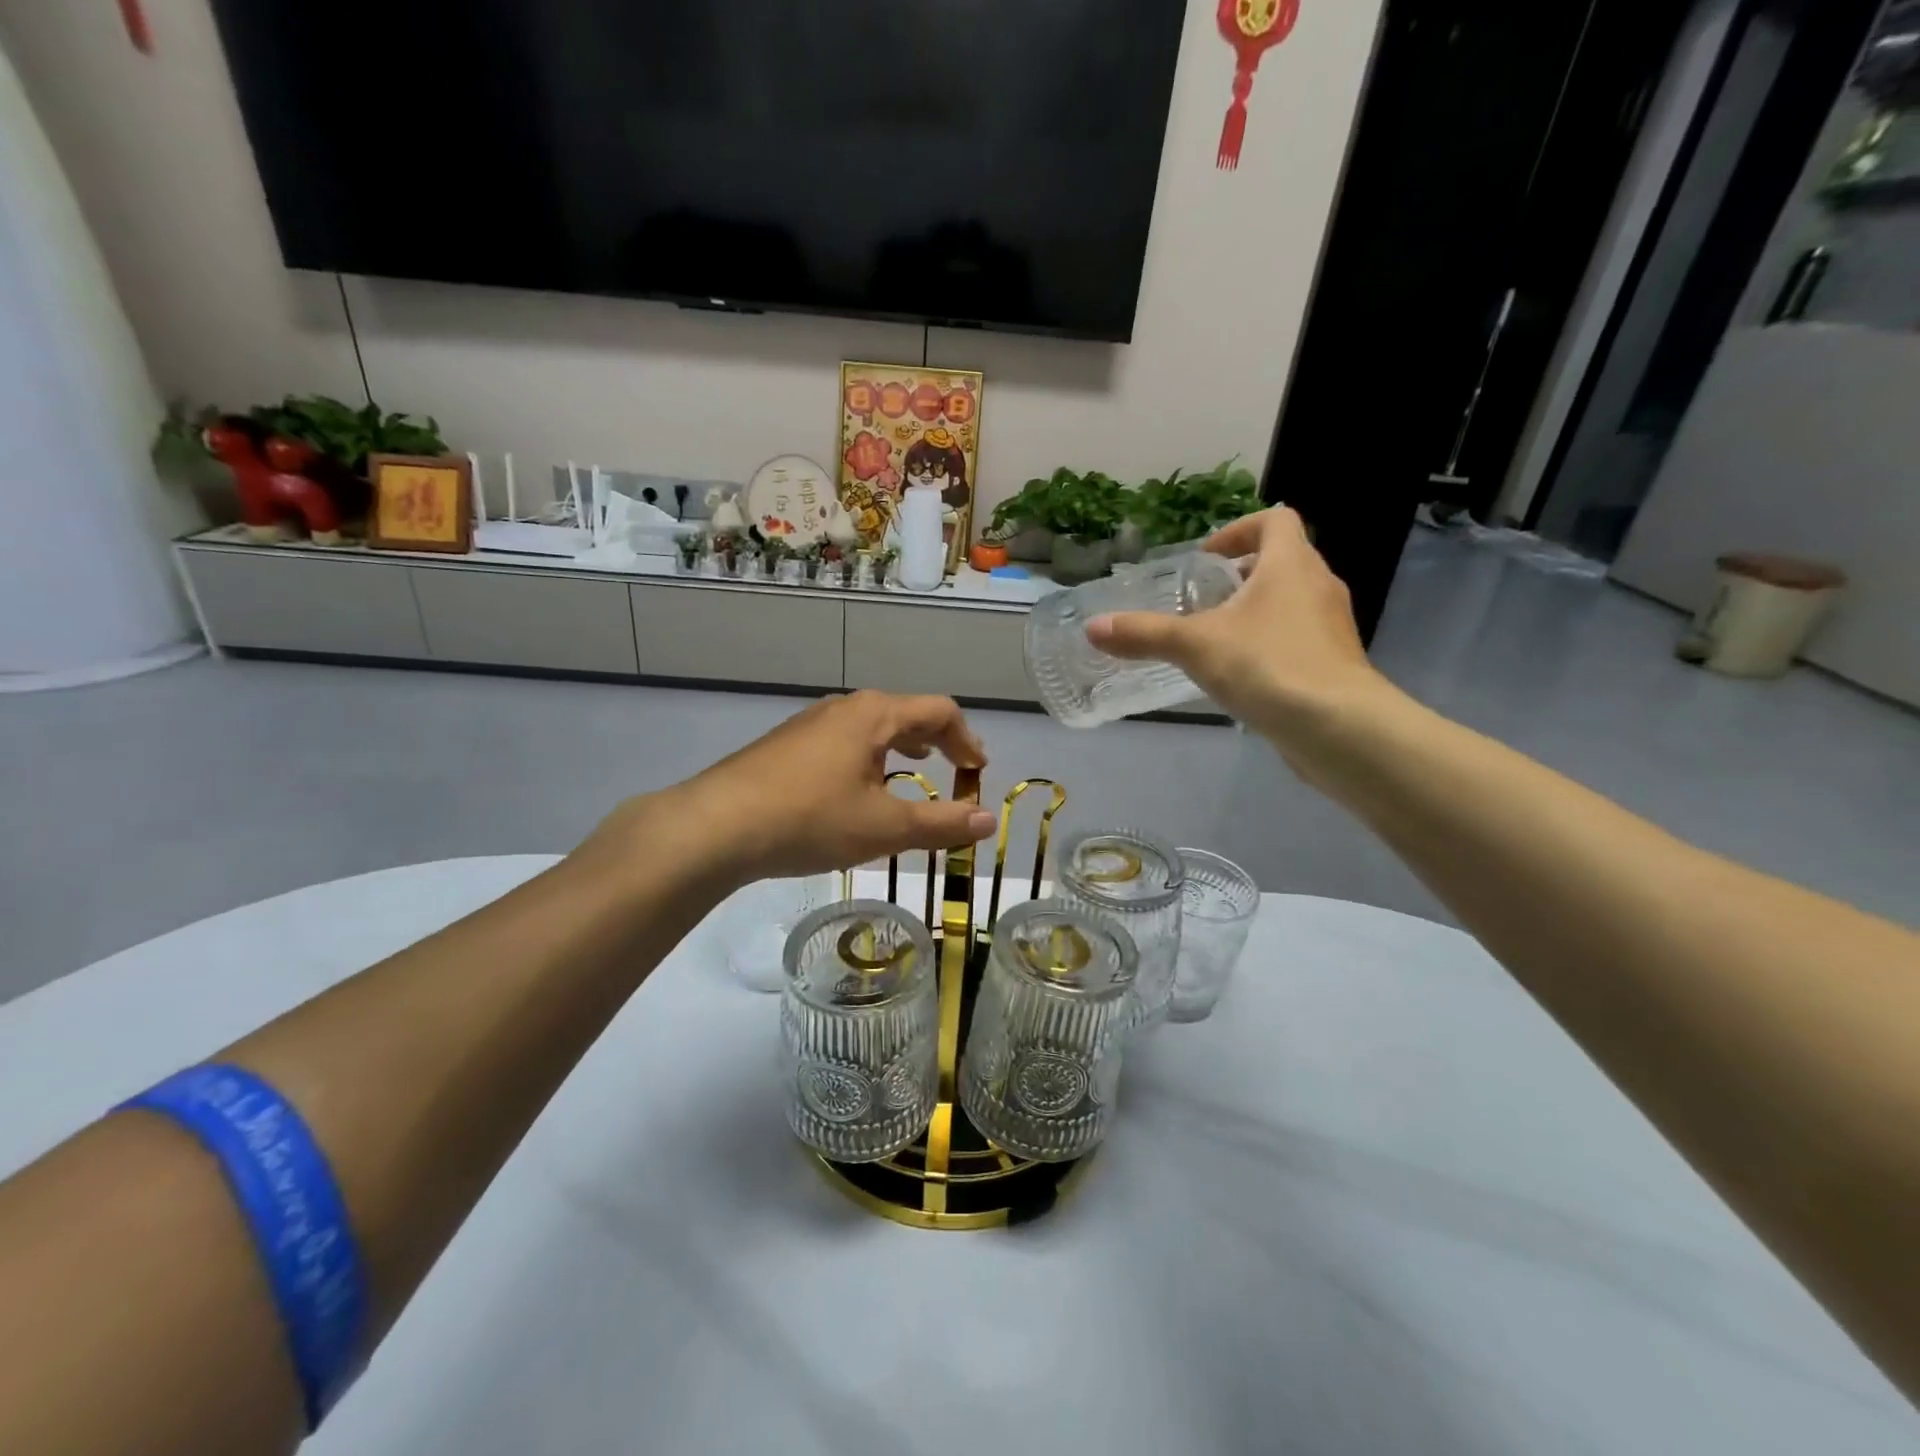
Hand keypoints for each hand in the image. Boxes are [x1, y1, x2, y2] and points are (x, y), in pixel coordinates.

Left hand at [668, 692, 997, 883]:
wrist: (717, 825)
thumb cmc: (811, 819)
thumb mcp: (885, 828)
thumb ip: (941, 824)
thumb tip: (988, 821)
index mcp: (875, 715)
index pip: (939, 711)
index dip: (966, 740)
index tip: (978, 771)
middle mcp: (844, 708)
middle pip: (905, 713)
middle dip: (937, 740)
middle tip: (956, 769)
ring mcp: (810, 724)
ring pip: (871, 727)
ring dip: (901, 747)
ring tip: (913, 770)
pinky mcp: (787, 745)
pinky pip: (844, 741)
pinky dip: (869, 757)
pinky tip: (858, 787)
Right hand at [1086, 507, 1401, 769]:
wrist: (1338, 727)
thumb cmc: (1268, 665)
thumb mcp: (1195, 646)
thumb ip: (1144, 634)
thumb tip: (1093, 628)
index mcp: (1291, 564)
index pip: (1275, 519)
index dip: (1239, 530)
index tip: (1207, 560)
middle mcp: (1319, 585)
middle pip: (1282, 561)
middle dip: (1240, 576)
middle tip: (1202, 602)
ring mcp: (1332, 625)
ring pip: (1291, 601)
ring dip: (1256, 611)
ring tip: (1216, 640)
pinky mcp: (1335, 662)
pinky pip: (1299, 637)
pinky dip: (1271, 643)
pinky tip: (1243, 676)